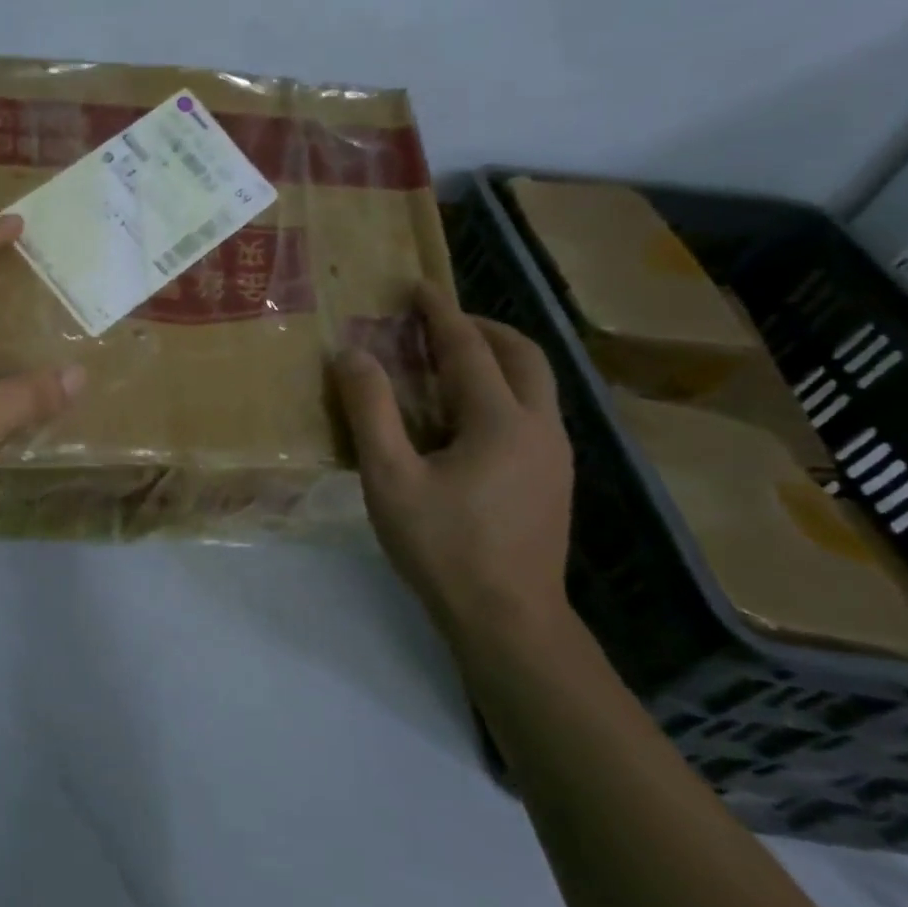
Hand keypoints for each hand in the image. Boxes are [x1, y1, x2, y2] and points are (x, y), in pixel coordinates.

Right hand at [334, 283, 573, 643]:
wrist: (509, 620)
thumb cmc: (443, 546)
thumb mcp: (390, 477)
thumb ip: (370, 411)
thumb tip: (352, 355)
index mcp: (500, 419)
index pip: (469, 347)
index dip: (439, 313)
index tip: (417, 286)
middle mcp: (540, 426)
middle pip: (523, 354)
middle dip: (481, 327)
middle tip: (437, 322)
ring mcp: (555, 454)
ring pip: (535, 382)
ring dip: (496, 356)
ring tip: (449, 360)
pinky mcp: (555, 478)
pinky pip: (533, 409)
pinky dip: (503, 387)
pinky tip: (467, 414)